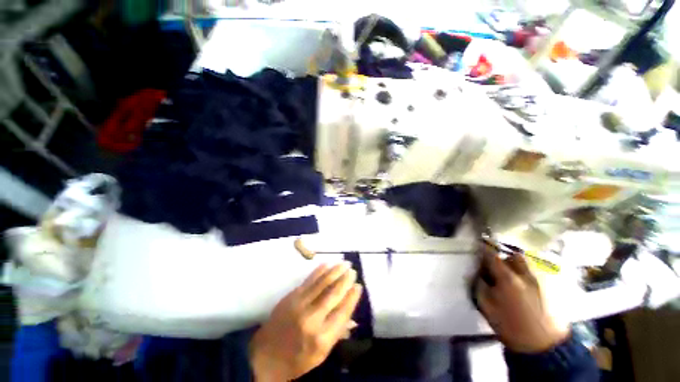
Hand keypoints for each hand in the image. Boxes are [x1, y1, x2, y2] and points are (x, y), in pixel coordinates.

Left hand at [249, 262, 362, 380]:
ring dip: (335, 271)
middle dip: (345, 280)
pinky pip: (309, 280)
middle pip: (333, 294)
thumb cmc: (297, 360)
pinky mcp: (291, 297)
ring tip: (344, 263)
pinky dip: (319, 271)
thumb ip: (338, 333)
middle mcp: (312, 318)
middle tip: (353, 270)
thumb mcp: (321, 355)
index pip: (343, 312)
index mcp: (322, 338)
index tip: (358, 286)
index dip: (352, 297)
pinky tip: (327, 264)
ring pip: (322, 283)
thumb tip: (353, 316)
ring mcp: (300, 304)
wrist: (265, 356)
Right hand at [475, 248, 569, 353]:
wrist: (544, 347)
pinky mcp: (555, 288)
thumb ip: (480, 286)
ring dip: (519, 266)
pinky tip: (529, 287)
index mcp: (508, 280)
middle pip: (515, 255)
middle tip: (501, 270)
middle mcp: (527, 275)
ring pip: (530, 264)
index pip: (493, 256)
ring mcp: (544, 281)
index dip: (484, 250)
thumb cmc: (511, 327)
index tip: (480, 247)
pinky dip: (532, 274)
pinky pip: (541, 273)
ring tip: (516, 278)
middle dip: (506, 259)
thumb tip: (479, 274)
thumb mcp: (487, 307)